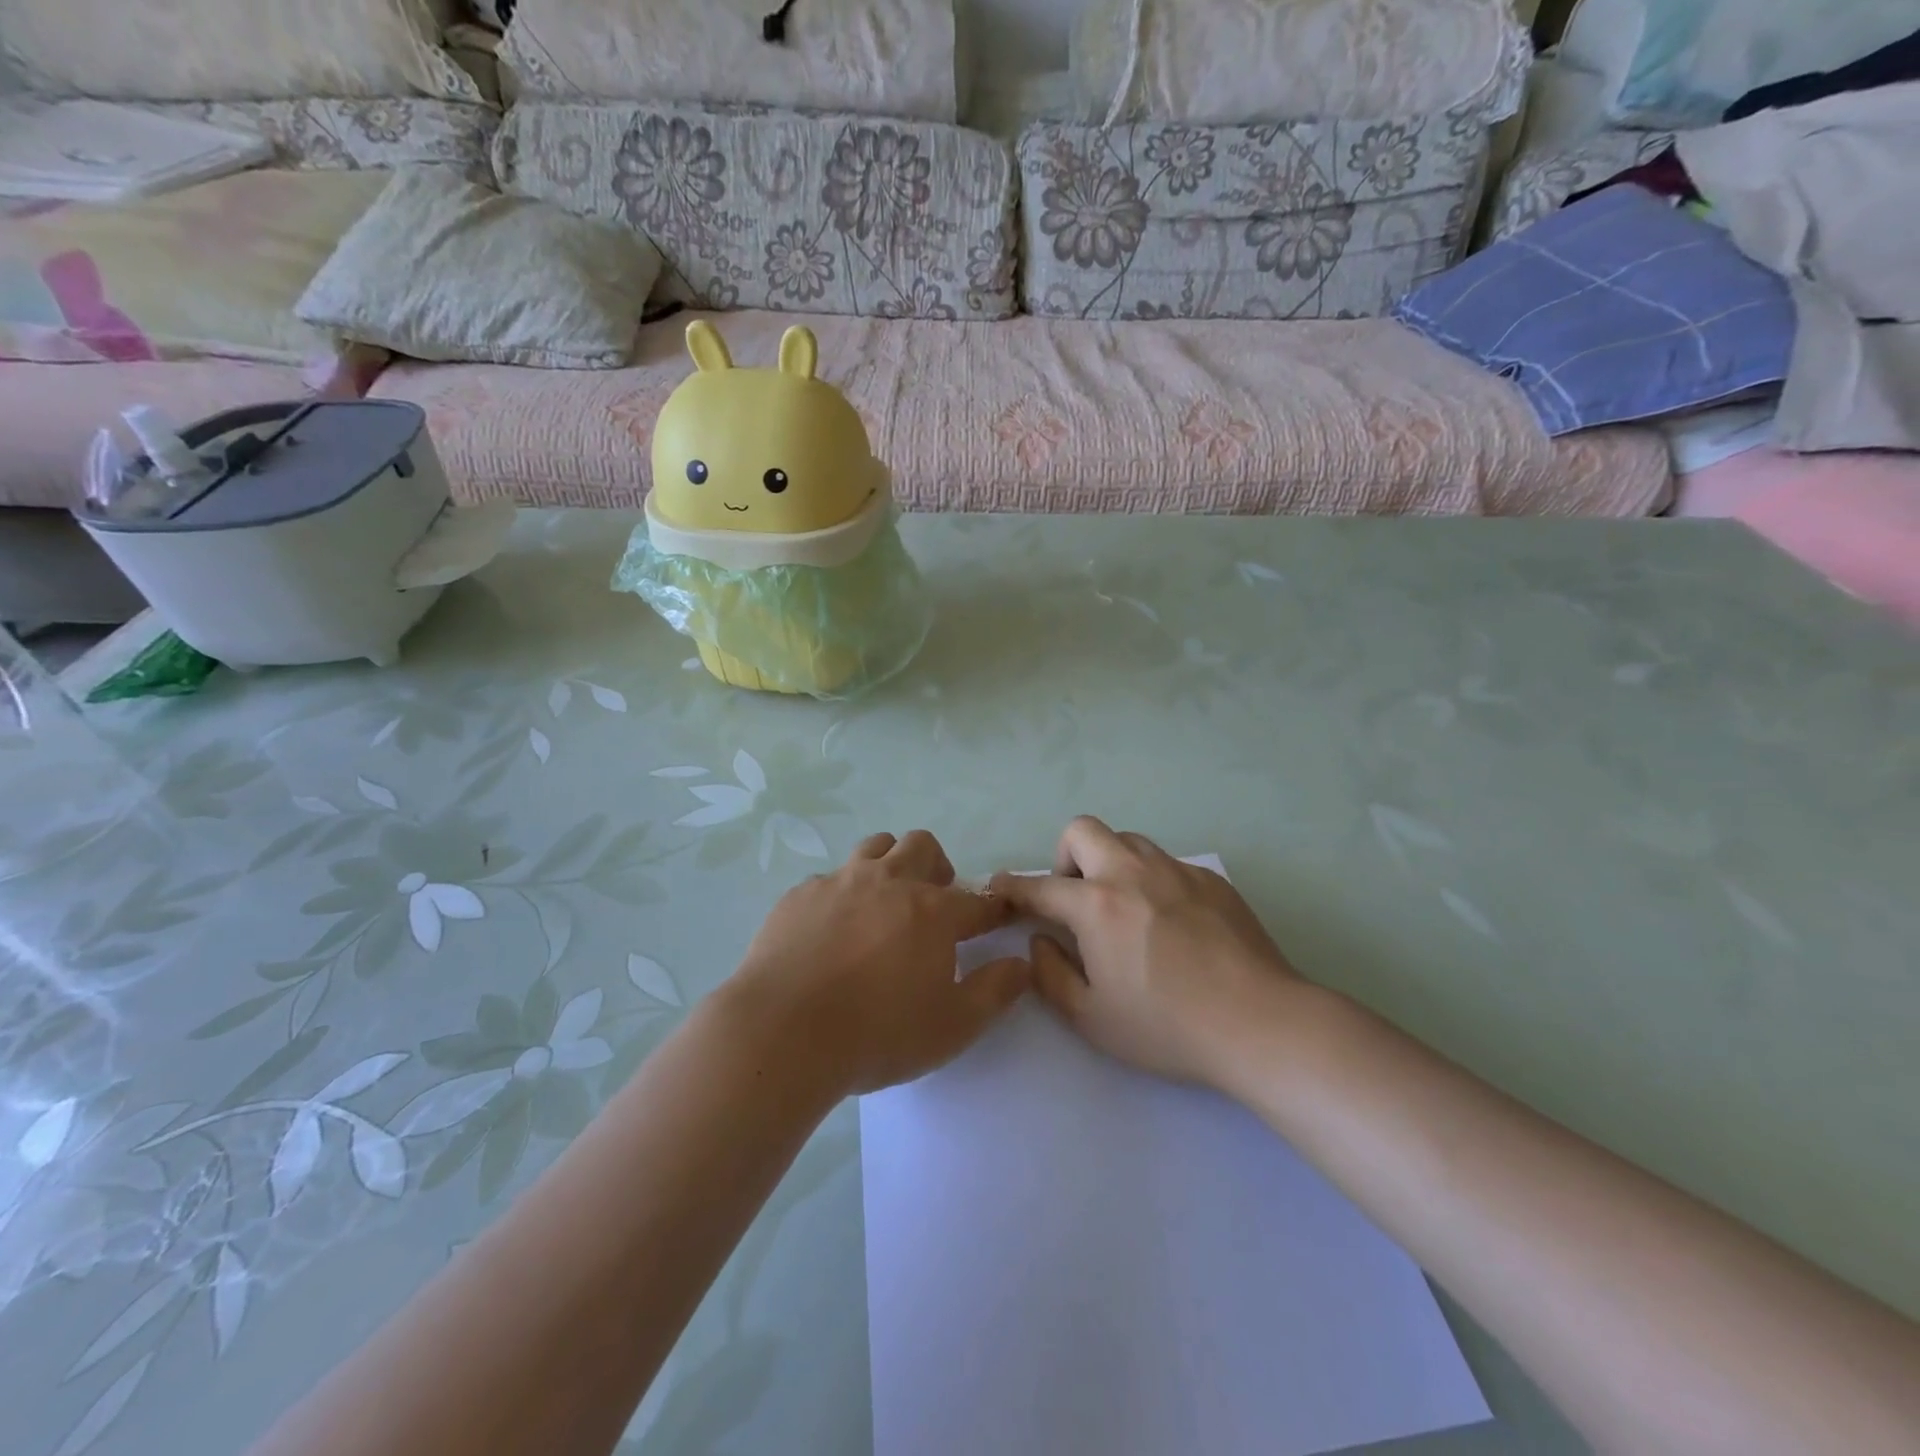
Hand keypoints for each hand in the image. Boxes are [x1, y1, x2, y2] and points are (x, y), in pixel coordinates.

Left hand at [730, 831, 1030, 1094]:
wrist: (782, 1033)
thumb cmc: (877, 1034)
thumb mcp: (952, 1027)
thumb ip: (994, 991)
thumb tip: (1021, 964)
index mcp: (933, 912)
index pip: (978, 901)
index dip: (993, 908)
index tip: (998, 917)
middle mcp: (889, 882)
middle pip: (922, 846)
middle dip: (936, 867)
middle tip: (933, 903)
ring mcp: (840, 883)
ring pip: (875, 847)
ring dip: (889, 865)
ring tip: (883, 904)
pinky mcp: (800, 895)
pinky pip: (830, 878)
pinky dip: (842, 894)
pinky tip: (831, 930)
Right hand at [990, 817, 1298, 1087]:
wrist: (1261, 1023)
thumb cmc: (1168, 1027)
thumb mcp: (1092, 1018)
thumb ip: (1051, 974)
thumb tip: (1040, 940)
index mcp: (1096, 905)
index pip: (1040, 885)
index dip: (1013, 887)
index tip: (1000, 888)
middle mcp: (1132, 872)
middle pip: (1082, 830)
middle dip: (1064, 857)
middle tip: (1076, 899)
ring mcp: (1176, 870)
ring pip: (1128, 840)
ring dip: (1111, 863)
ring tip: (1124, 908)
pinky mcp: (1210, 880)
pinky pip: (1167, 863)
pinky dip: (1152, 881)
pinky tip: (1171, 924)